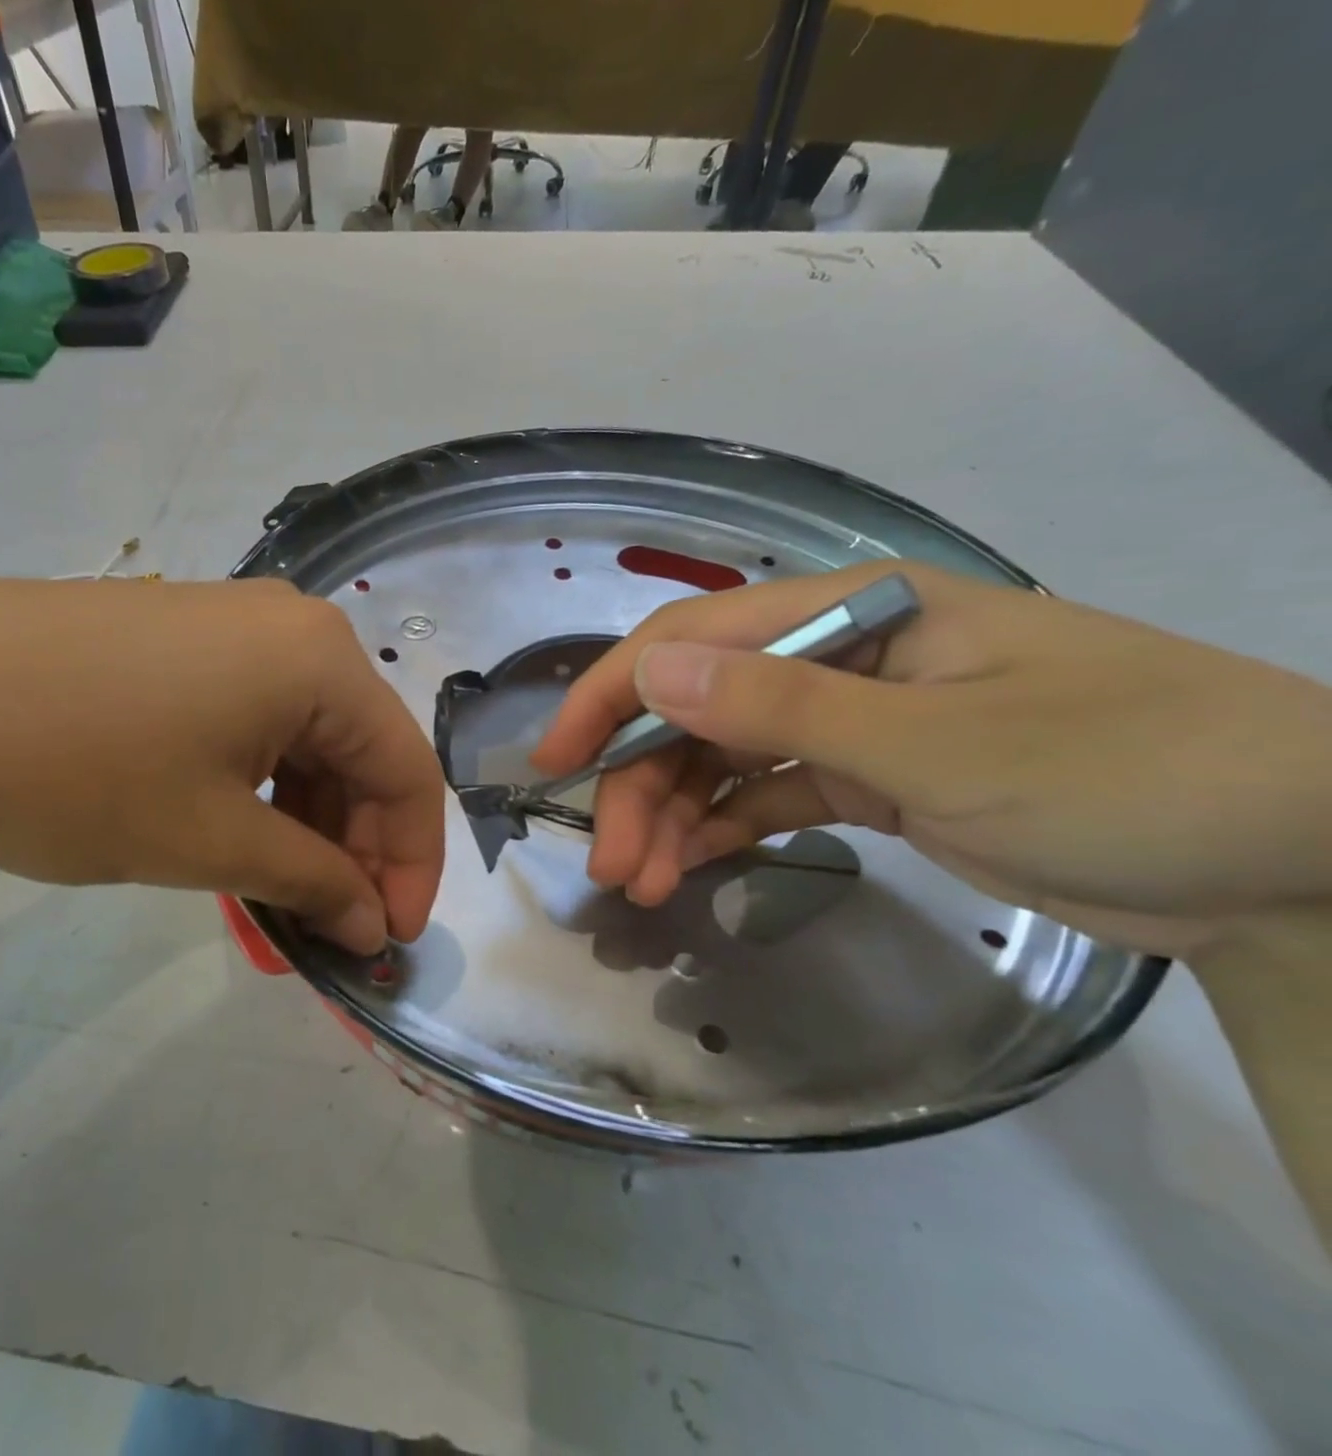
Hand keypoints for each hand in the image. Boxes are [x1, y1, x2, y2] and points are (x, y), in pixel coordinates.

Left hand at [0, 578, 443, 952]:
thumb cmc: (71, 768)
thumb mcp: (209, 840)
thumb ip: (312, 882)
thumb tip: (375, 924)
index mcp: (321, 659)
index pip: (408, 771)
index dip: (412, 866)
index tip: (390, 942)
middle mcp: (294, 627)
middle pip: (361, 751)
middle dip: (357, 847)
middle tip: (328, 927)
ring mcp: (235, 625)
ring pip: (308, 739)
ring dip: (308, 821)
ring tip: (277, 891)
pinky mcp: (185, 638)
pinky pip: (258, 719)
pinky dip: (264, 785)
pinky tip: (236, 831)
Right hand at [531, 562, 1331, 960]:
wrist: (1301, 859)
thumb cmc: (1128, 771)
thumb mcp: (938, 743)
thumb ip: (782, 705)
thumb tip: (649, 669)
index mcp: (851, 612)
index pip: (694, 638)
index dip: (613, 693)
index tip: (556, 761)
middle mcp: (835, 655)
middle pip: (698, 708)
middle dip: (642, 783)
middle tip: (612, 864)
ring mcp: (850, 718)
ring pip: (724, 756)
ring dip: (674, 815)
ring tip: (644, 884)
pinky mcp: (867, 776)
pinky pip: (766, 794)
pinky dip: (722, 828)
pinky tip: (689, 866)